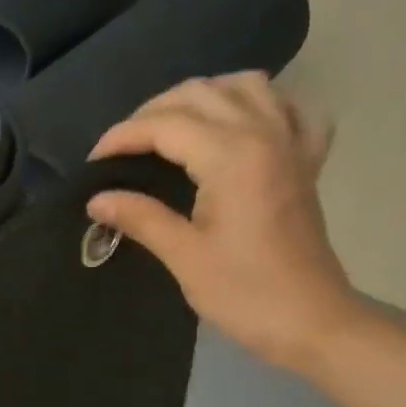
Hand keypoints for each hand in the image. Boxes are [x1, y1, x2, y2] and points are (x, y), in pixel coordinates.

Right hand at [86, 72, 366, 374]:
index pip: (166, 125)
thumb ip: (140, 218)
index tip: (94, 161)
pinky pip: (289, 108)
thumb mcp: (185, 257)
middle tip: (123, 147)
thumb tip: (97, 199)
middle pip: (201, 94)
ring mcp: (292, 143)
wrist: (311, 321)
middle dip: (153, 112)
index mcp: (232, 157)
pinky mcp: (307, 161)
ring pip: (246, 86)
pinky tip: (240, 124)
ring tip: (173, 126)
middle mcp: (264, 133)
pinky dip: (261, 104)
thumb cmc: (245, 294)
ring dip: (203, 96)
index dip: (123, 136)